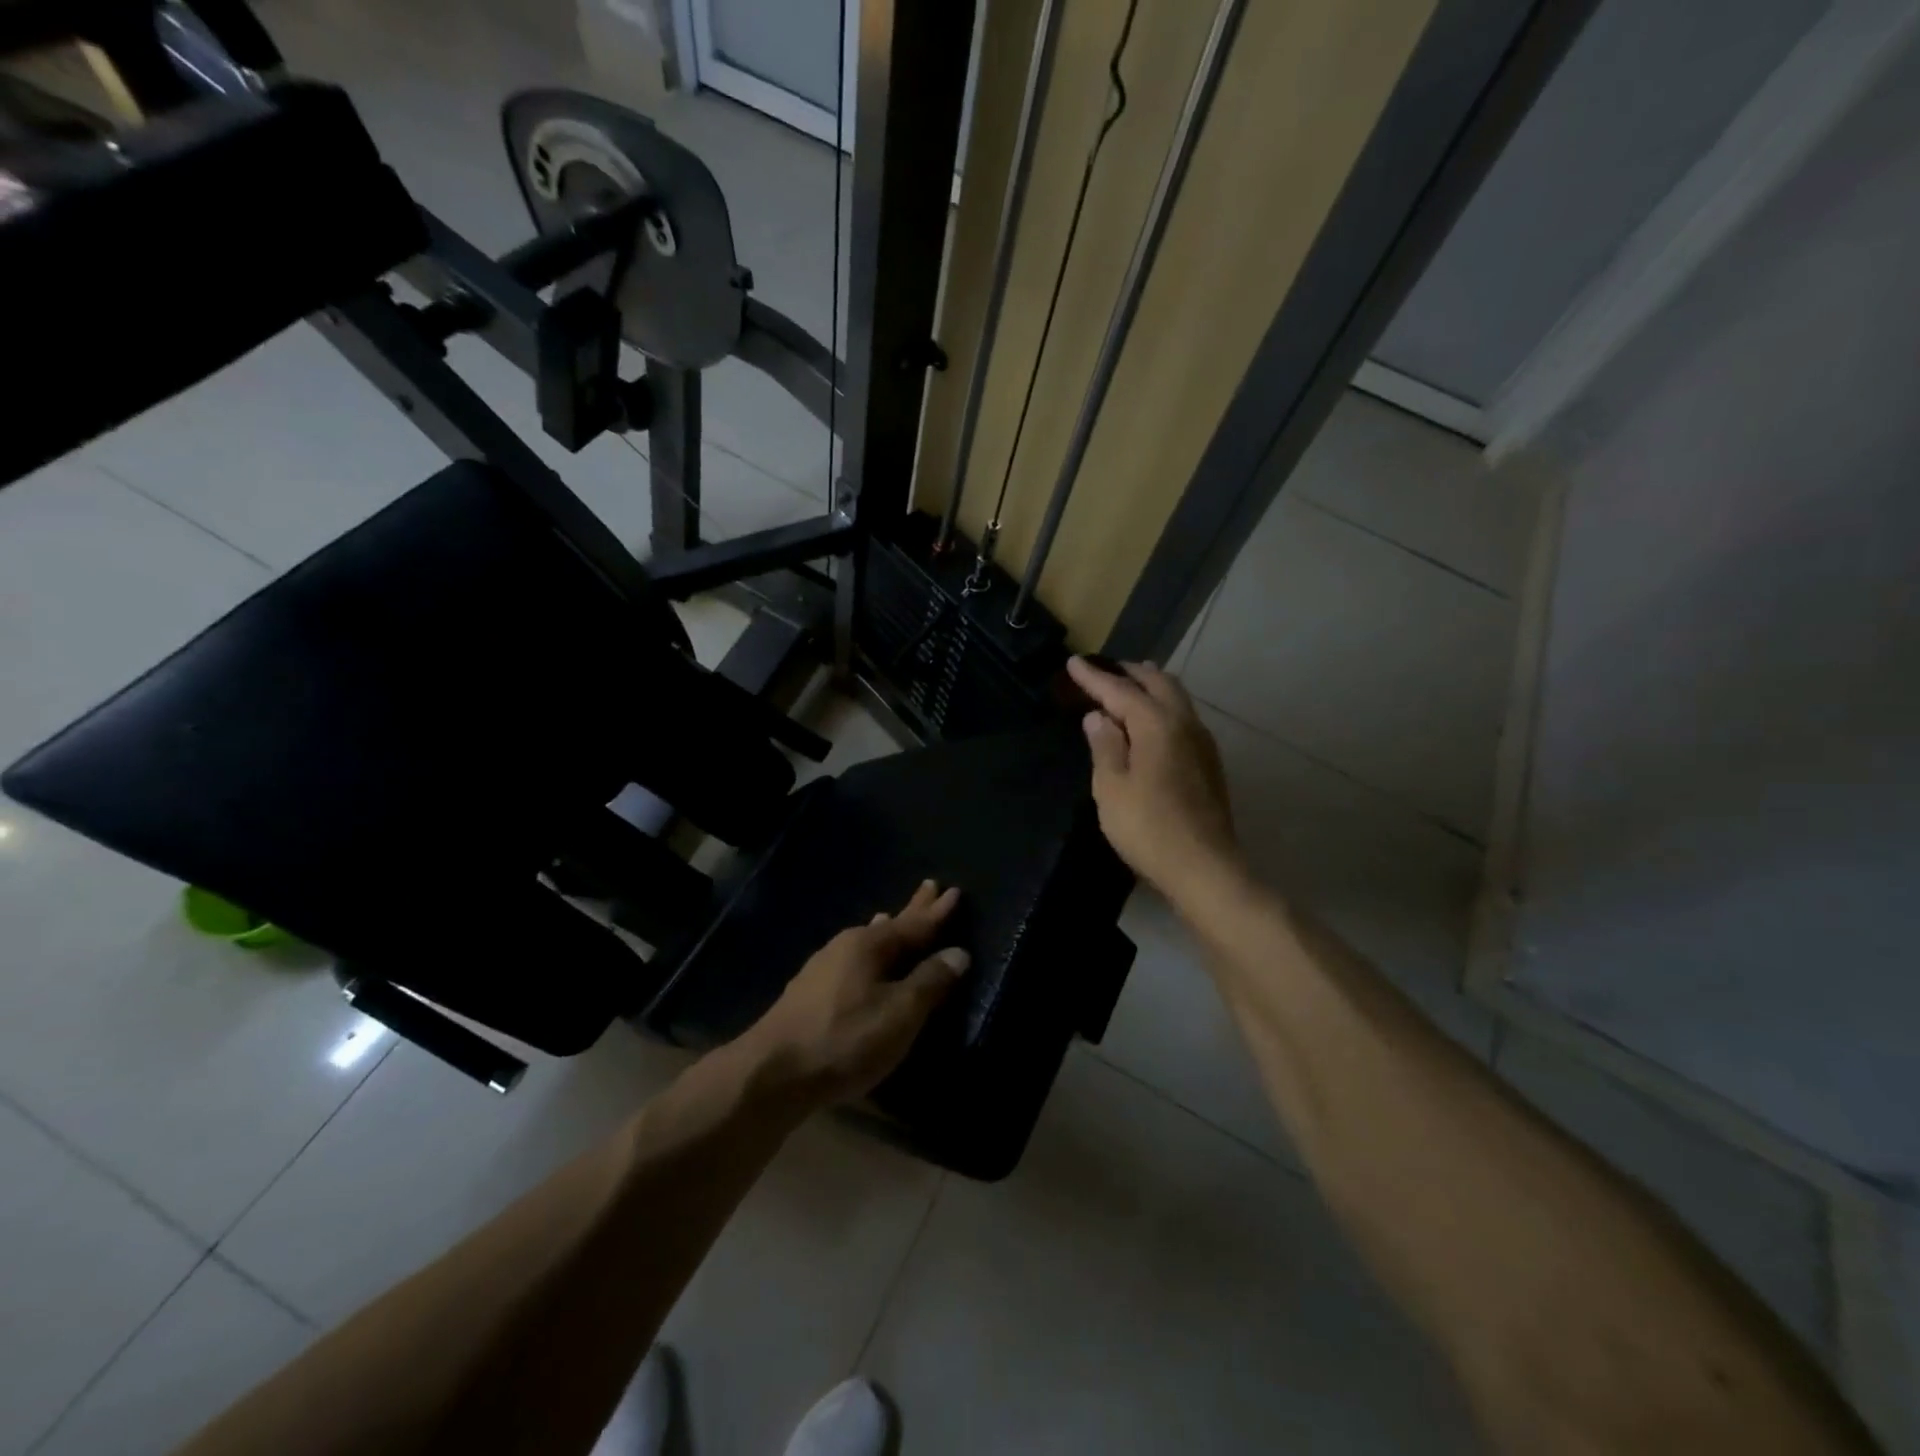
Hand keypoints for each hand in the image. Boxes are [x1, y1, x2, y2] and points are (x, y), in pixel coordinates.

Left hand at [738, 881, 969, 1108]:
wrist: (773, 1073)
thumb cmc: (846, 1039)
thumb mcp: (899, 1014)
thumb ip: (930, 982)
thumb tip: (958, 953)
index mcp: (870, 945)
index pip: (915, 923)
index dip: (937, 912)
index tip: (955, 891)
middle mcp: (845, 946)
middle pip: (888, 925)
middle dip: (912, 909)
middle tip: (929, 887)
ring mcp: (823, 967)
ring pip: (865, 941)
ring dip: (886, 931)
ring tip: (892, 916)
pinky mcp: (809, 992)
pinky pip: (851, 959)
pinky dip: (867, 954)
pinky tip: (862, 961)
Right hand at [1067, 657, 1239, 898]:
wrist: (1204, 868)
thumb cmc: (1148, 828)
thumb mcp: (1111, 788)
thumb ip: (1104, 746)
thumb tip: (1098, 717)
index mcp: (1157, 725)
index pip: (1120, 690)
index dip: (1094, 677)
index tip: (1073, 662)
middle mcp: (1184, 723)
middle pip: (1158, 683)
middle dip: (1130, 672)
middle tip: (1104, 669)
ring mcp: (1202, 743)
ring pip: (1177, 698)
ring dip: (1151, 686)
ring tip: (1129, 685)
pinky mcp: (1209, 763)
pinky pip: (1184, 717)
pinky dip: (1163, 707)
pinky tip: (1152, 722)